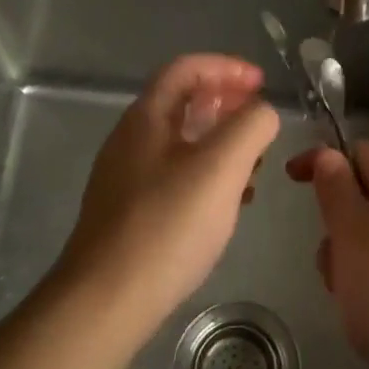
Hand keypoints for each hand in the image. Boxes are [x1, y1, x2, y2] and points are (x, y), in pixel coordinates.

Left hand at [55, 54, 280, 341]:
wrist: (105, 301)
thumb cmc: (167, 225)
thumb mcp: (221, 167)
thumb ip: (251, 126)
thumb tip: (263, 113)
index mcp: (147, 117)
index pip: (187, 68)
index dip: (227, 67)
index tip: (262, 84)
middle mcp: (132, 139)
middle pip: (183, 102)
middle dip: (227, 104)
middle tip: (261, 121)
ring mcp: (128, 176)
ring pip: (182, 141)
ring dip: (221, 141)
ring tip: (254, 164)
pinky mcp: (131, 211)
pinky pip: (176, 175)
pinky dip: (208, 174)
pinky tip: (229, 202)